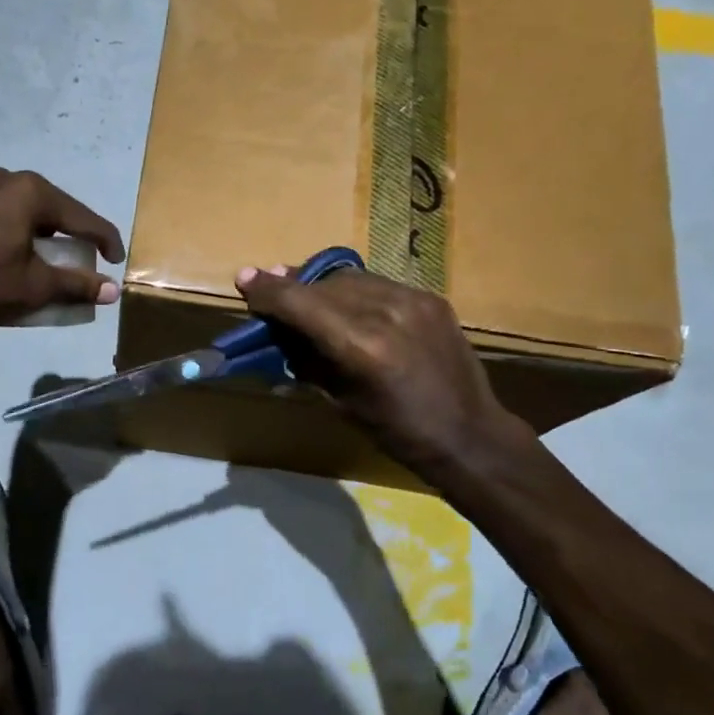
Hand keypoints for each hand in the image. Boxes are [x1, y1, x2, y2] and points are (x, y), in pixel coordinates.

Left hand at [0, 161, 124, 324]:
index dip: (104, 240)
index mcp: (32, 194)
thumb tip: (114, 290)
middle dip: (57, 228)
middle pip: (42, 203)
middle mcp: (1, 175)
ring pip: (2, 193)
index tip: (115, 259)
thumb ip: (76, 285)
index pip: (82, 218)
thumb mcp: (33, 287)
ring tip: (12, 241)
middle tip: (62, 254)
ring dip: (15, 215)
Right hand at [235, 264, 530, 481]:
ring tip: (308, 301)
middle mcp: (386, 312)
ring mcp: (413, 300)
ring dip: (322, 289)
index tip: (244, 279)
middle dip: (292, 288)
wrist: (469, 435)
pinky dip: (355, 294)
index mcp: (360, 346)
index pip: (300, 303)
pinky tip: (350, 309)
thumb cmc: (396, 432)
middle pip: (322, 285)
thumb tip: (280, 335)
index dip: (267, 290)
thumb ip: (309, 361)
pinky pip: (379, 285)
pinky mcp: (431, 298)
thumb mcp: (341, 402)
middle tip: (271, 294)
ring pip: (350, 279)